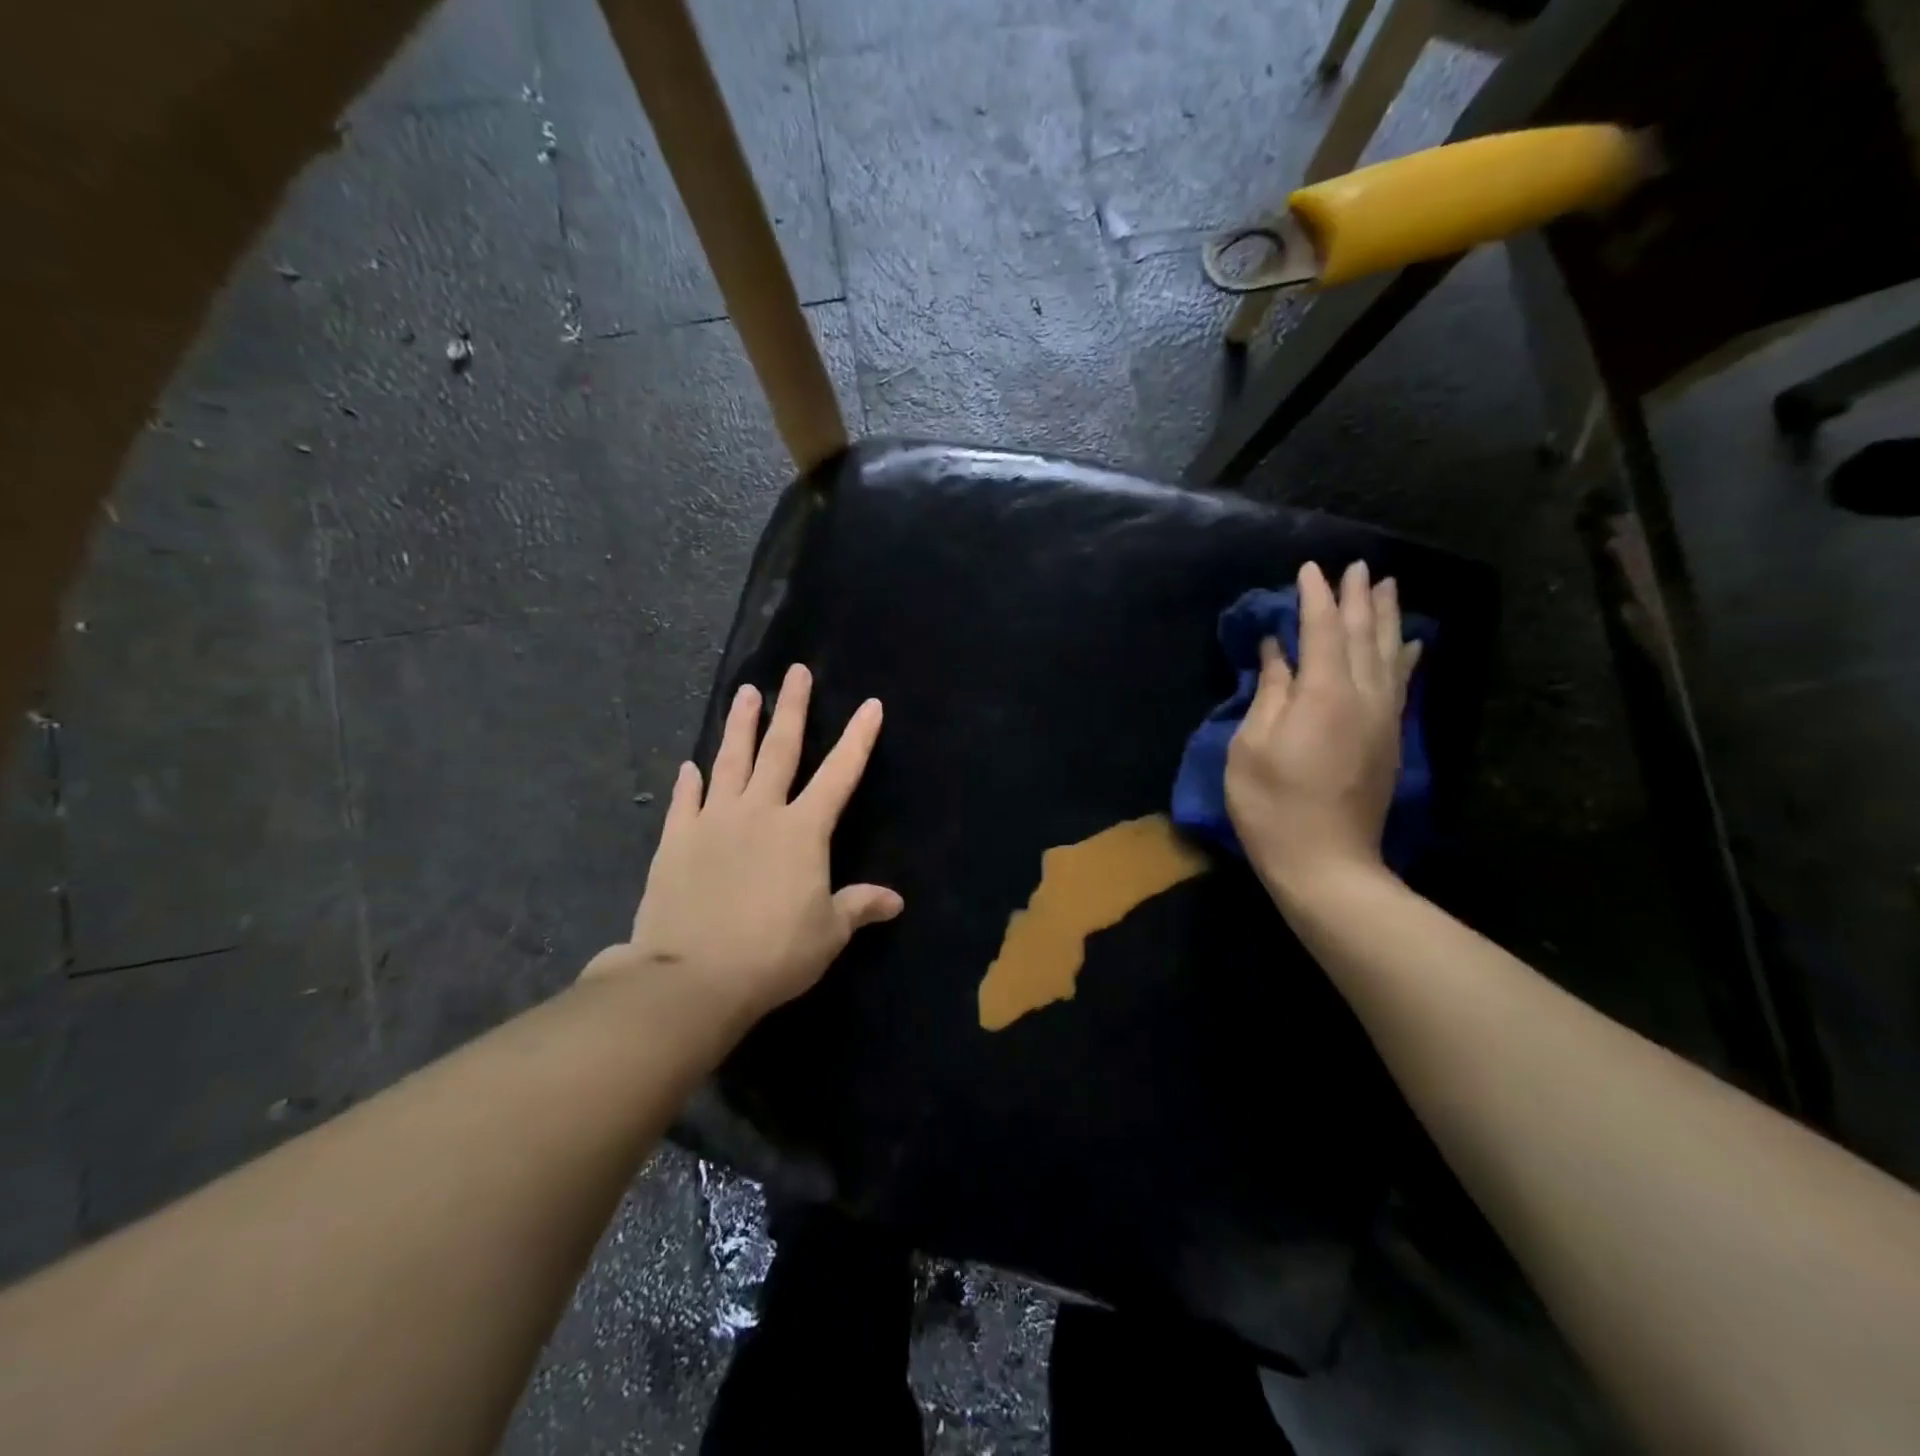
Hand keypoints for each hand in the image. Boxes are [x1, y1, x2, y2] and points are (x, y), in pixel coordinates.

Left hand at [582, 664, 902, 1020]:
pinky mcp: (676, 841)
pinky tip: (690, 766)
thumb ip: (858, 907)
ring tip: (745, 693)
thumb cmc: (772, 955)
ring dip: (740, 726)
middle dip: (792, 708)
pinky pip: (685, 801)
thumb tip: (895, 901)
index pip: (839, 774)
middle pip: (780, 750)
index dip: (858, 739)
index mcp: (802, 831)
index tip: (871, 705)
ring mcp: (713, 822)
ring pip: (730, 761)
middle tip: (794, 673)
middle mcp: (759, 812)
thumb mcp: (827, 935)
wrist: (691, 977)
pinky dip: (690, 782)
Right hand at [1225, 560, 1420, 900]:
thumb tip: (1276, 652)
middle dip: (1359, 597)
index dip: (1315, 597)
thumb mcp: (1250, 748)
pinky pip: (1403, 683)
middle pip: (1363, 634)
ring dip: (1388, 617)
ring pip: (1391, 653)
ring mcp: (1383, 718)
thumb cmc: (1272, 806)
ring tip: (1388, 586)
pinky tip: (1411, 642)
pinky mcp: (1391, 739)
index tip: (1309, 569)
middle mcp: (1362, 696)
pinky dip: (1406, 656)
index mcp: (1323, 694)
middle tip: (1358, 566)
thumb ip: (1269, 693)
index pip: (1321, 630)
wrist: (1326, 863)